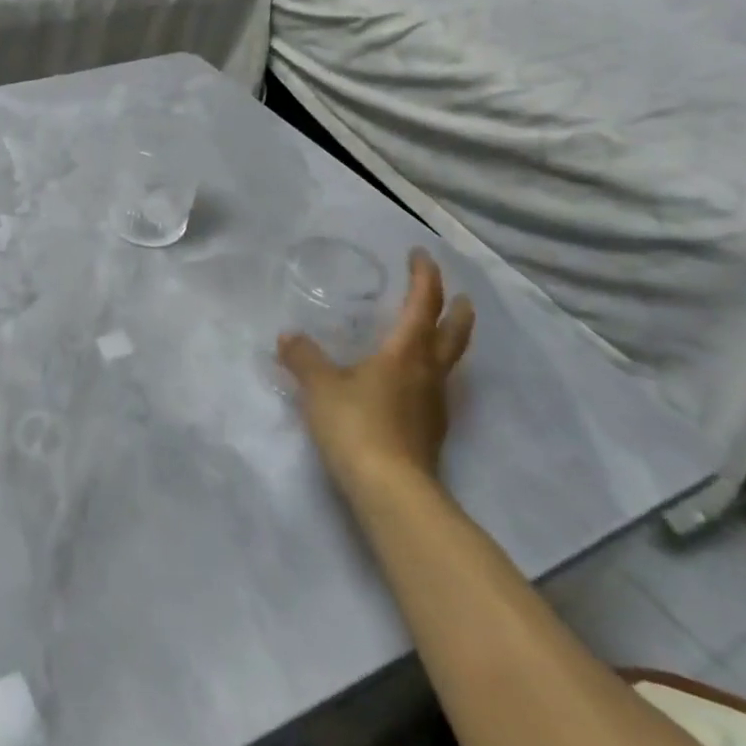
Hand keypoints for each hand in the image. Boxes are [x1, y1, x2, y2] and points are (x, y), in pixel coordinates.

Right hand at [279, 249, 475, 493]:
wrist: (391, 490)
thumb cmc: (356, 425)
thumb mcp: (320, 387)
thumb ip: (304, 358)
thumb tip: (288, 337)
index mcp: (406, 352)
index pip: (423, 303)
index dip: (424, 276)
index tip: (420, 255)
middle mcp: (428, 372)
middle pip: (453, 333)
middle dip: (455, 309)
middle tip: (457, 294)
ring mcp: (434, 404)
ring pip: (449, 361)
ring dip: (447, 341)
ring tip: (434, 334)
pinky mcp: (430, 431)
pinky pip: (435, 388)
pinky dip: (429, 372)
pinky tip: (410, 382)